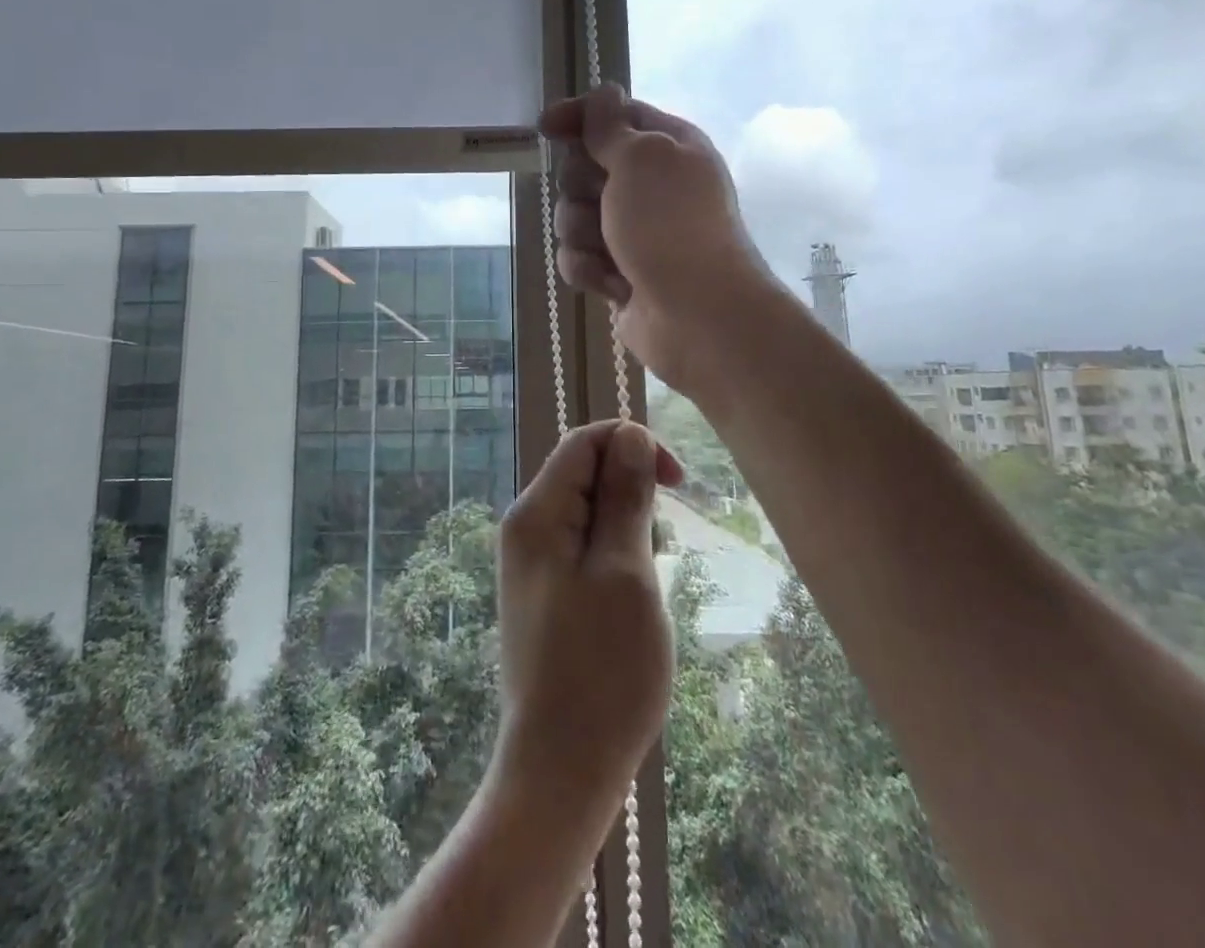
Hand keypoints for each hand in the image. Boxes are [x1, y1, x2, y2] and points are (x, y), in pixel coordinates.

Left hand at [493, 420, 682, 821]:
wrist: (560, 770)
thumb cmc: (602, 670)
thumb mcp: (625, 571)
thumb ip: (625, 497)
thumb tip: (630, 434)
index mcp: (536, 512)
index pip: (584, 441)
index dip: (633, 445)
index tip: (678, 483)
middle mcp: (526, 527)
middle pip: (585, 473)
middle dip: (632, 494)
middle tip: (660, 550)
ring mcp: (532, 562)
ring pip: (590, 512)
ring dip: (629, 530)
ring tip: (645, 586)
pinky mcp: (545, 592)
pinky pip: (585, 548)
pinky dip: (617, 559)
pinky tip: (631, 602)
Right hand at [539, 84, 777, 393]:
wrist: (698, 315)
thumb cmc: (671, 225)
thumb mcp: (641, 159)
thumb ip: (611, 127)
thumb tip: (604, 93)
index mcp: (667, 146)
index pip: (614, 115)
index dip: (579, 117)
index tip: (546, 128)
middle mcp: (650, 185)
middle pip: (584, 166)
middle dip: (581, 186)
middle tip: (603, 201)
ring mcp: (633, 230)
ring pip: (573, 214)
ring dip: (582, 232)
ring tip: (610, 252)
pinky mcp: (617, 270)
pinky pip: (577, 256)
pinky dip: (588, 269)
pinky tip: (613, 284)